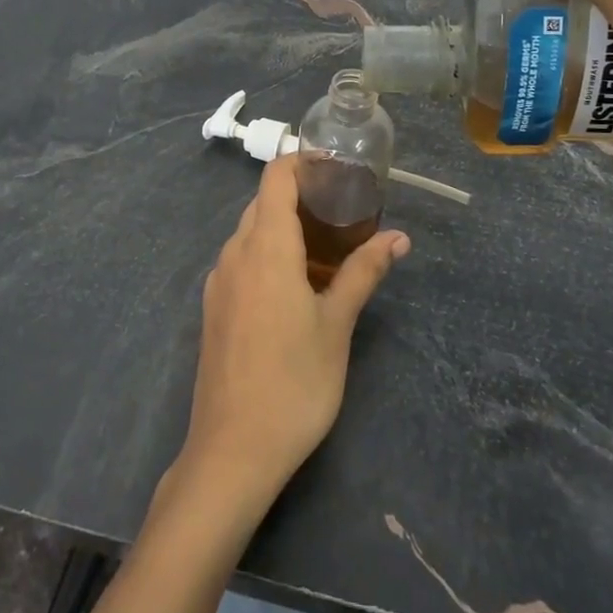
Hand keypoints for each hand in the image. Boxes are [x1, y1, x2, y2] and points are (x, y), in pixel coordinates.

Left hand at [178, 155, 408, 514]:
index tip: (337, 168)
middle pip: (263, 203)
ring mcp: (218, 282)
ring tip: (327, 250)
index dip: (303, 162)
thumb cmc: (295, 383)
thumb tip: (398, 237)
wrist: (233, 451)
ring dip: (285, 229)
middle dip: (301, 198)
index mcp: (265, 247)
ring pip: (250, 234)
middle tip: (344, 212)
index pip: (275, 177)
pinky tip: (296, 287)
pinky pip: (242, 262)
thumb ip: (363, 272)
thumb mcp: (337, 325)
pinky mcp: (213, 308)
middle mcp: (234, 254)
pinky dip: (268, 255)